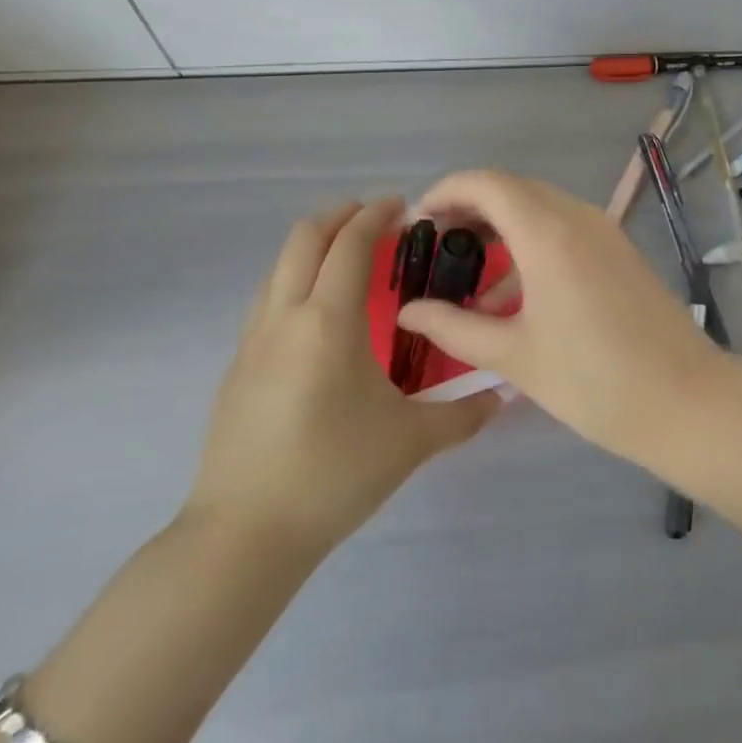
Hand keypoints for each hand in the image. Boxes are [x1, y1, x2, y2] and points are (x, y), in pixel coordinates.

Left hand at [184, 198, 500, 550]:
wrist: (244, 535)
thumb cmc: (333, 474)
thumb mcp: (410, 442)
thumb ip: (463, 414)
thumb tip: (504, 395)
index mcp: (328, 320)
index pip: (351, 244)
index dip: (376, 216)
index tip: (403, 207)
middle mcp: (285, 315)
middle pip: (304, 237)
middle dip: (340, 215)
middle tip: (375, 218)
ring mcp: (253, 339)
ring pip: (279, 265)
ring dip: (313, 244)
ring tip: (347, 256)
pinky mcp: (237, 365)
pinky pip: (267, 297)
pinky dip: (294, 277)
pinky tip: (315, 310)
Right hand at [396, 171, 722, 459]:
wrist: (685, 401)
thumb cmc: (594, 381)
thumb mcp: (515, 356)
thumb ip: (454, 328)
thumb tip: (407, 312)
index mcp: (548, 233)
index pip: (486, 184)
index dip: (446, 192)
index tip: (418, 222)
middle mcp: (578, 217)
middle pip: (513, 189)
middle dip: (470, 207)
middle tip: (437, 244)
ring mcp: (604, 231)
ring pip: (540, 207)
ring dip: (502, 226)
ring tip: (469, 273)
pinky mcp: (619, 250)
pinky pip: (565, 227)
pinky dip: (532, 242)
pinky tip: (513, 293)